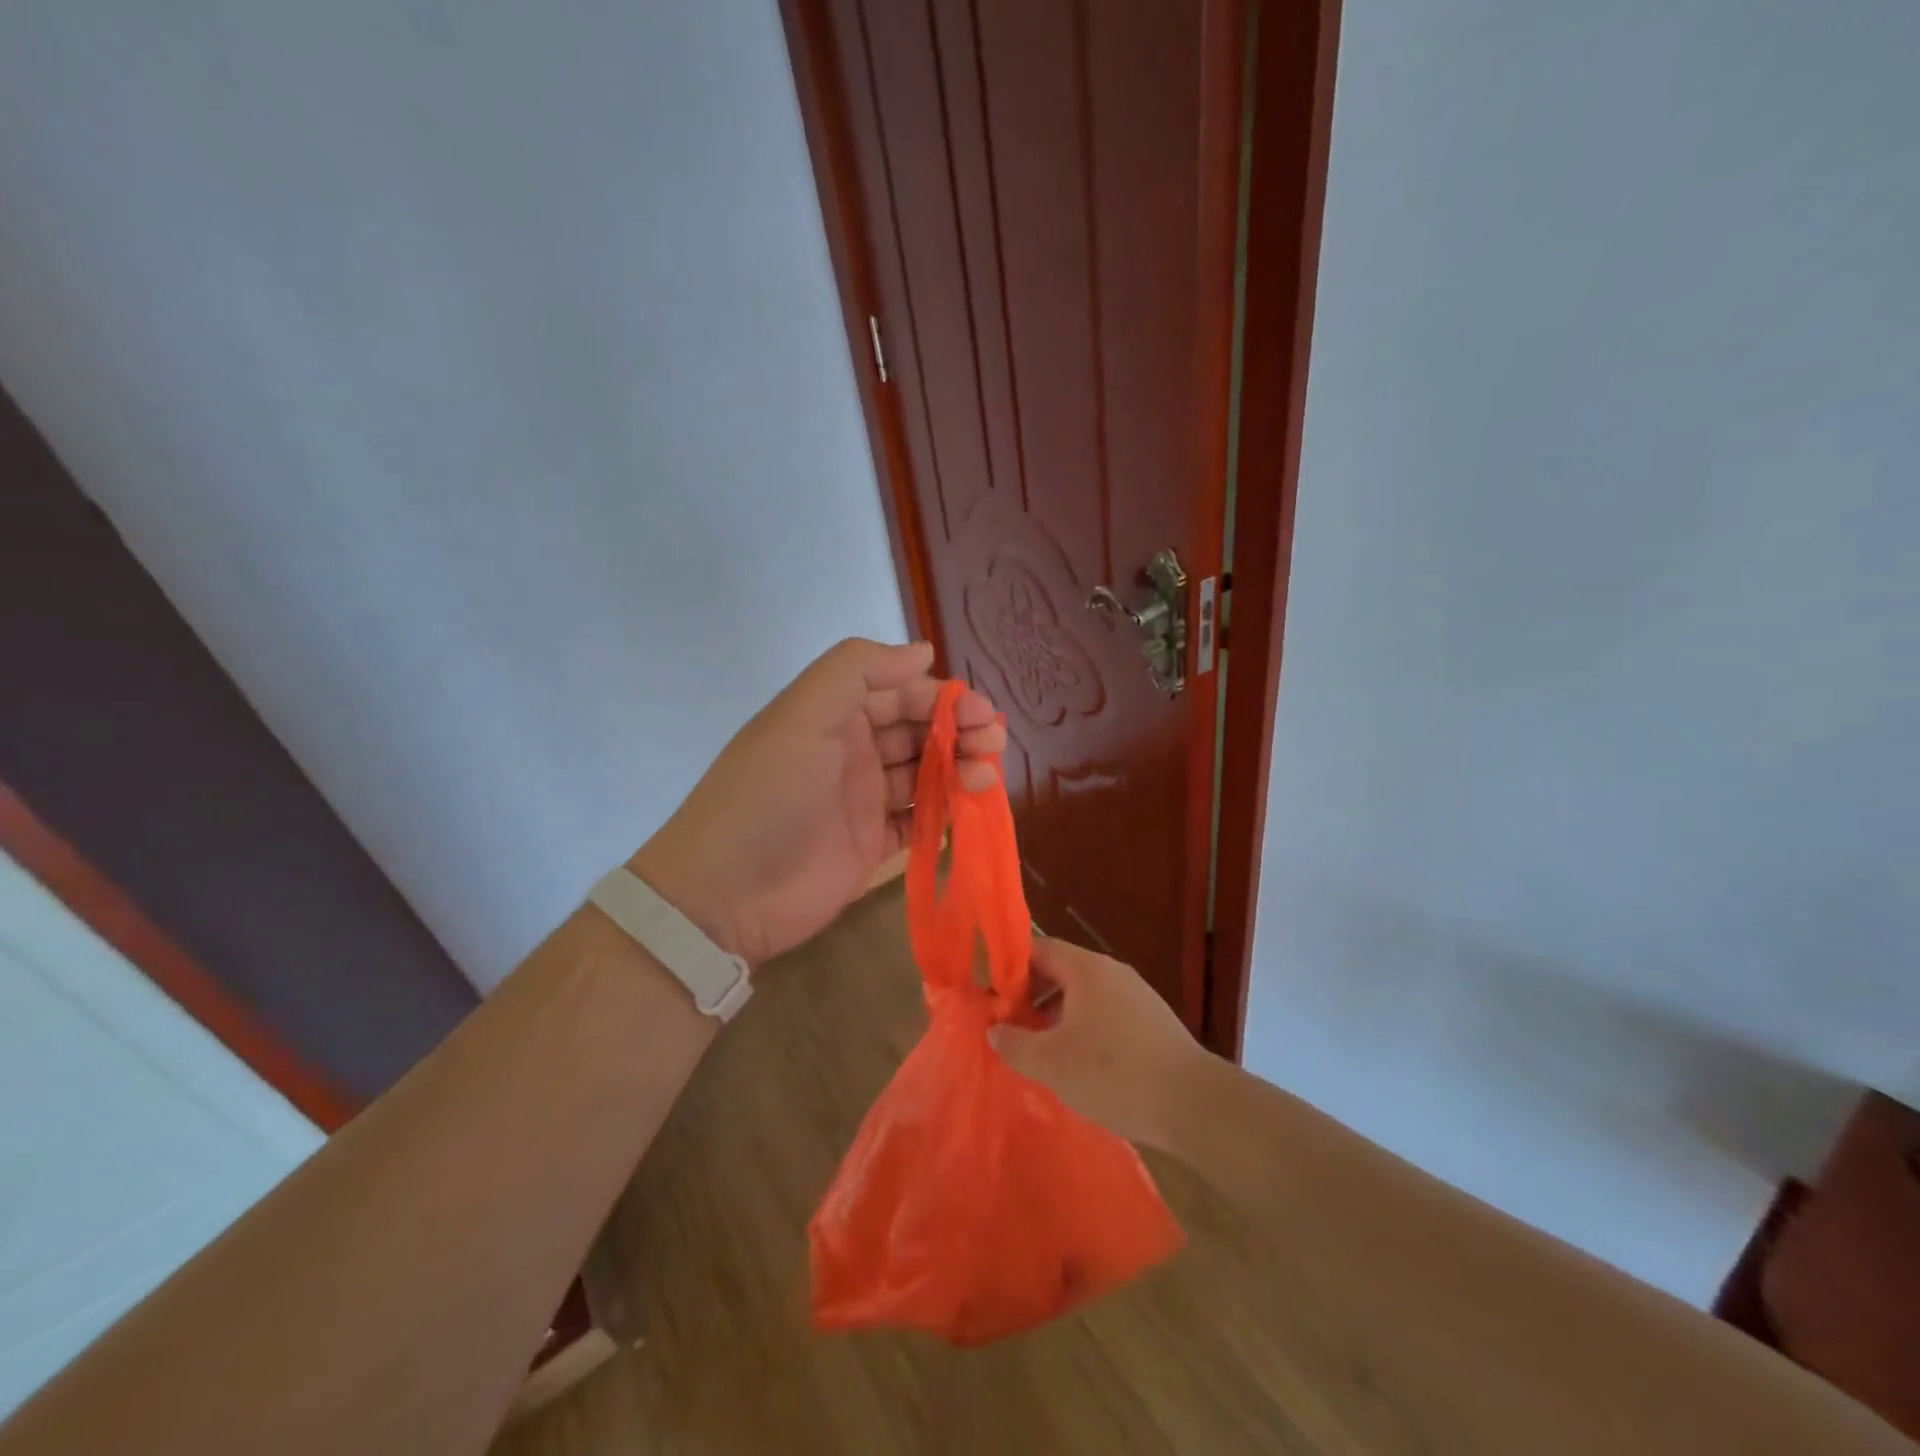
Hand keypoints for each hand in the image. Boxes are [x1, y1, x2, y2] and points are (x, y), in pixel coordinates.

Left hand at [631, 639, 1004, 965]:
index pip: (900, 693)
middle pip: (918, 731)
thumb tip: (922, 651)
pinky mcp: (871, 845)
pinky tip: (968, 811)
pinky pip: (918, 821)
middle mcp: (851, 751)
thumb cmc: (769, 793)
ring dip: (959, 770)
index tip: (980, 712)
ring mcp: (862, 800)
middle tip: (994, 743)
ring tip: (986, 779)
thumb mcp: (803, 715)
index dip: (942, 698)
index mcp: (835, 715)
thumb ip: (858, 671)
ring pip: (924, 774)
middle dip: (959, 732)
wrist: (726, 893)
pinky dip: (945, 814)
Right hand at [988, 939, 1211, 1149]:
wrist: (1193, 1104)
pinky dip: (1084, 1028)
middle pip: (1060, 970)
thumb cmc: (1115, 1074)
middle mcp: (1112, 972)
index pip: (1038, 948)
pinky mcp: (1151, 1021)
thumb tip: (995, 1030)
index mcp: (1087, 969)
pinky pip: (1105, 1012)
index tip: (991, 996)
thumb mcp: (1052, 1064)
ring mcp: (1136, 995)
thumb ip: (1015, 1044)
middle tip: (1010, 1027)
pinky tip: (1079, 1063)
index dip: (1010, 968)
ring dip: (1056, 1015)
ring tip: (1040, 1050)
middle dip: (1031, 995)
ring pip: (1083, 994)